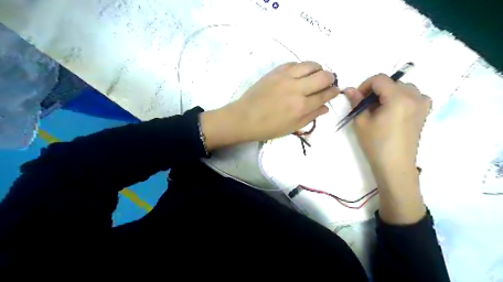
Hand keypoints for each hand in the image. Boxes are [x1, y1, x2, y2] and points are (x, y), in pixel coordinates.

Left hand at [201, 62, 337, 149]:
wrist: (244, 118)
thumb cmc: (268, 127)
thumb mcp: (292, 127)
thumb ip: (311, 116)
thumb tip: (326, 107)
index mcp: (301, 106)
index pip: (325, 94)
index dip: (334, 92)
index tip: (335, 90)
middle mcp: (297, 88)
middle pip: (323, 76)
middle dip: (330, 78)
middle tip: (326, 83)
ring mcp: (285, 77)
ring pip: (311, 64)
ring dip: (317, 69)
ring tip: (314, 75)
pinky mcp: (276, 71)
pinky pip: (295, 63)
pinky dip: (302, 67)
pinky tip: (300, 73)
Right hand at [346, 75, 432, 223]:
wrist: (395, 165)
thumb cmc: (376, 144)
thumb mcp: (361, 122)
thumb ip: (356, 102)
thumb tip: (348, 89)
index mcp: (398, 98)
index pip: (380, 79)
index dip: (365, 85)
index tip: (358, 98)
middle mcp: (414, 97)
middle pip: (392, 82)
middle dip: (377, 90)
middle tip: (367, 106)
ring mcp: (423, 105)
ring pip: (404, 88)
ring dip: (390, 93)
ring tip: (380, 109)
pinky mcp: (424, 113)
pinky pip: (415, 96)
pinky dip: (403, 98)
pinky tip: (395, 110)